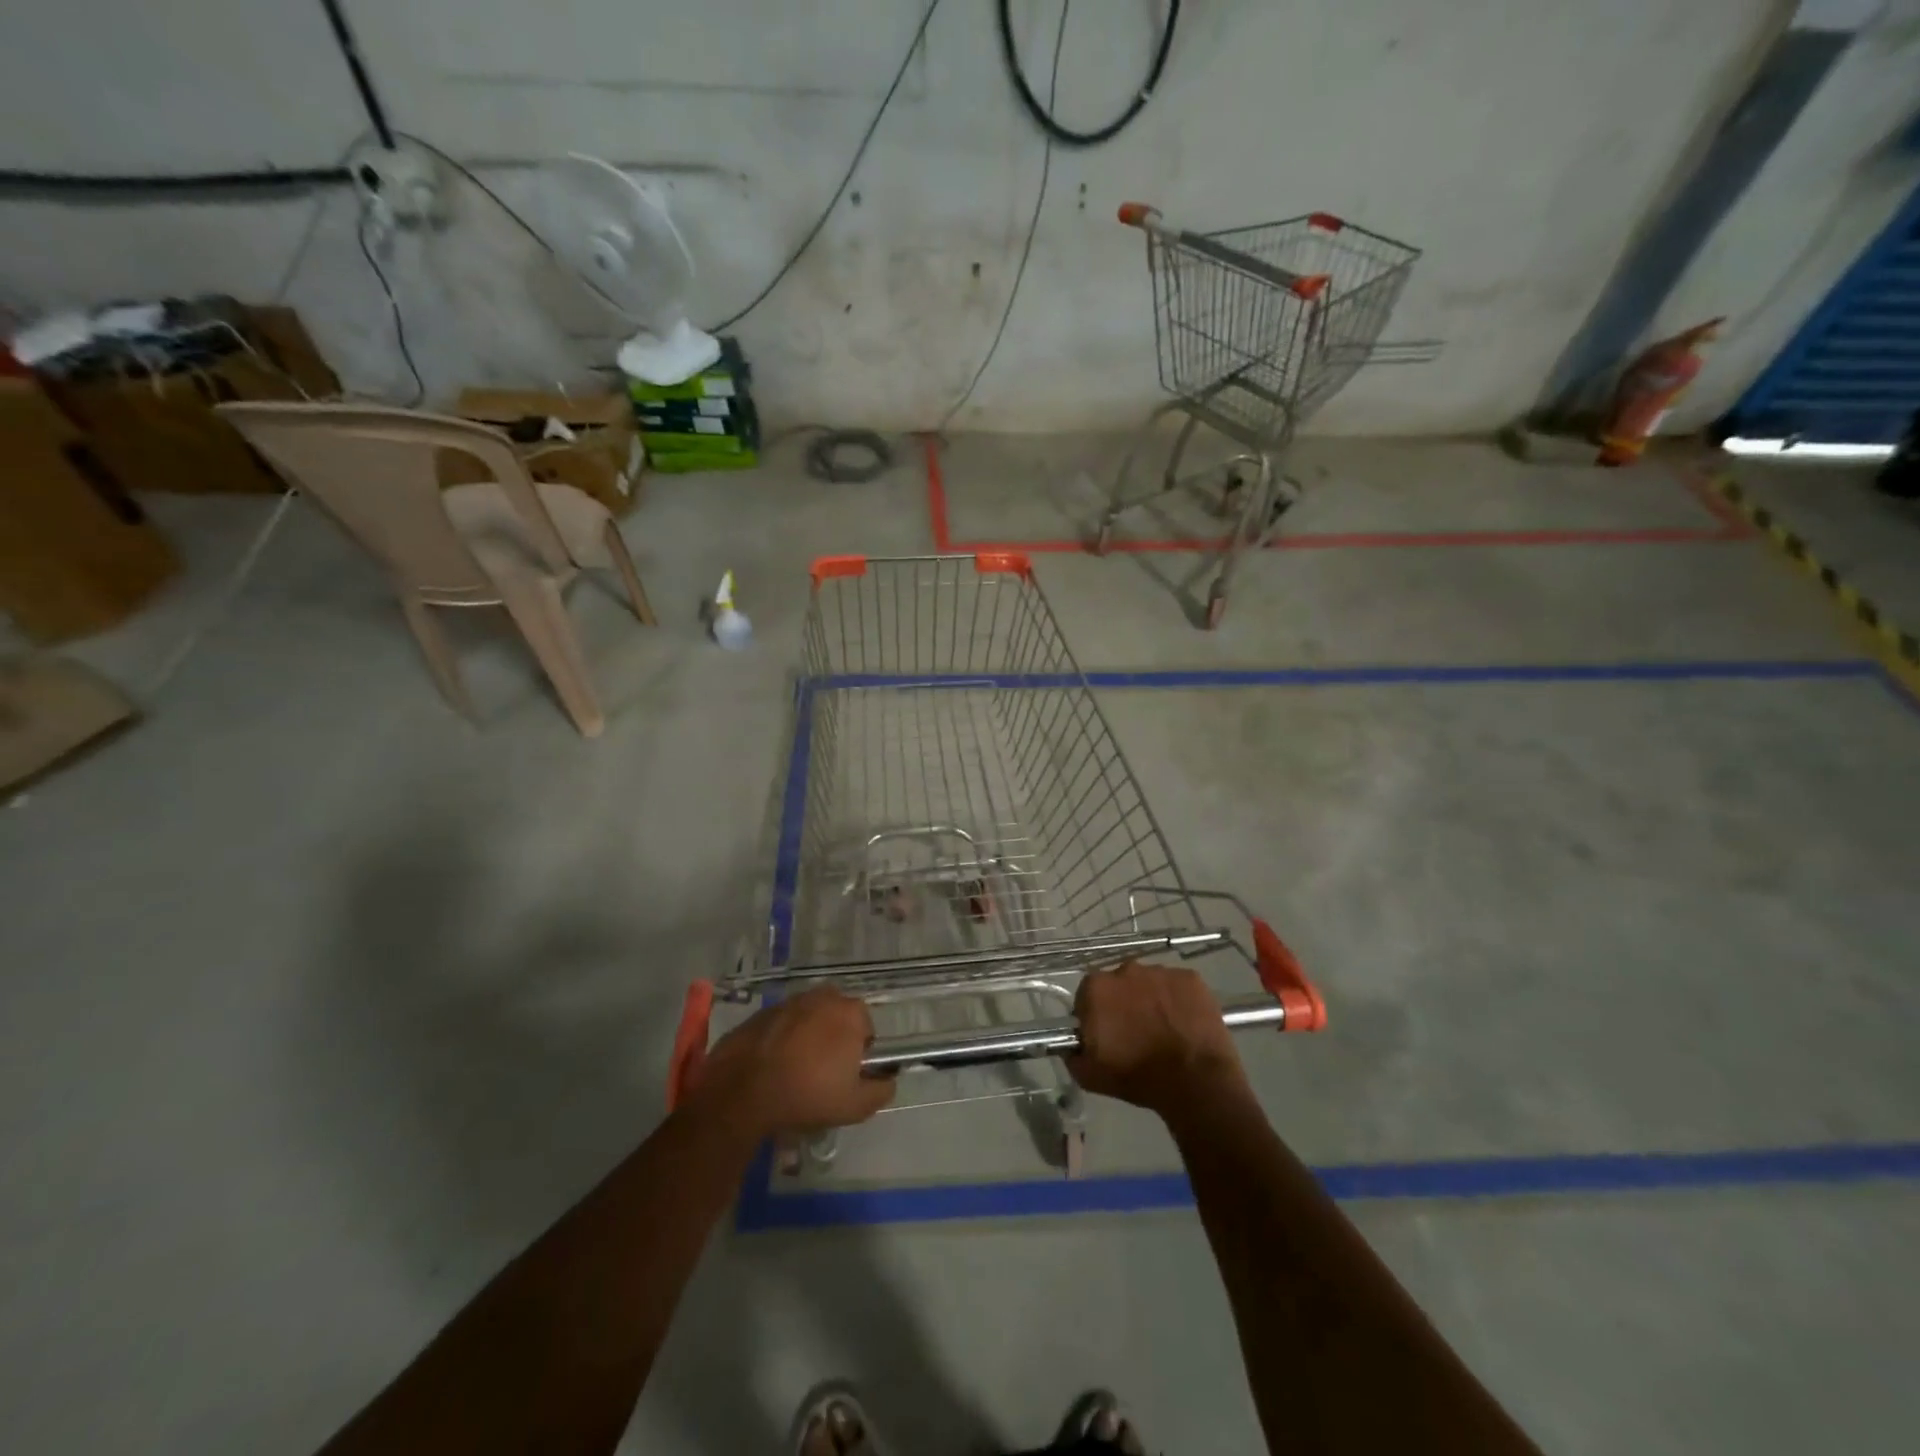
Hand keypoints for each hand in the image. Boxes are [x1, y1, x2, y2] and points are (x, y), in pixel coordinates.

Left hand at [687, 987, 894, 1136]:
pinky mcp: (761, 1012)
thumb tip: (888, 1080)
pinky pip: (781, 1025)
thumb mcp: (856, 1106)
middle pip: (837, 1019)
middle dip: (833, 1041)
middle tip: (821, 1075)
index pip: (866, 1030)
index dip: (858, 1055)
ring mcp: (789, 1001)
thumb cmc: (807, 1094)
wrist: (742, 1092)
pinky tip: (772, 1067)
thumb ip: (882, 1090)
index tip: (845, 1077)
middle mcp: (823, 997)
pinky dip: (781, 1040)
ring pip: (808, 1020)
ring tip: (794, 1072)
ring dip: (806, 1039)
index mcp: (850, 1012)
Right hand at [1067, 962, 1247, 1115]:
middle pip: (1119, 985)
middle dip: (1124, 1004)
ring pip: (1150, 984)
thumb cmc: (1137, 1076)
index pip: (1087, 996)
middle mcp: (1126, 969)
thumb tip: (1073, 1045)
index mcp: (1097, 988)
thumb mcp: (1089, 1075)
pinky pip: (1178, 987)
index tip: (1106, 1036)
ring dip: (1152, 1001)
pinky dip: (1179, 1001)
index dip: (1095, 1016)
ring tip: (1164, 1031)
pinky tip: (1185, 1024)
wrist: (1195, 1080)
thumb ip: (1073, 1053)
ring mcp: (1161, 971)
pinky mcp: (1191, 978)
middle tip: (1135, 1033)